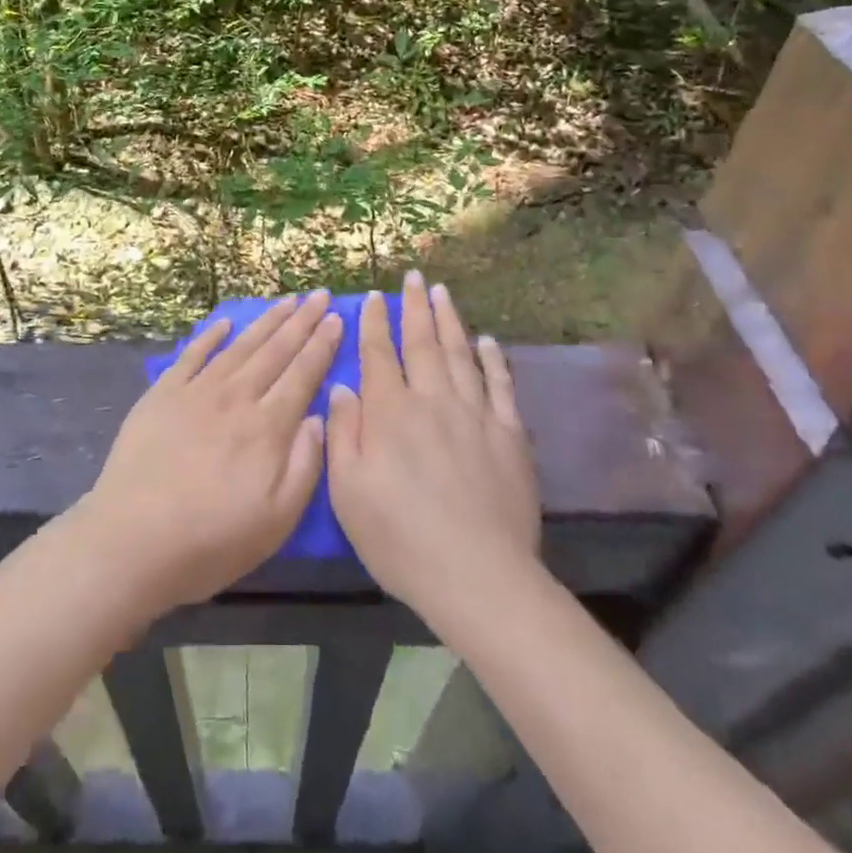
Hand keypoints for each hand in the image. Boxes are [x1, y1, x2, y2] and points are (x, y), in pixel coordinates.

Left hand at [76, 292, 340, 617]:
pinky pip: (193, 355)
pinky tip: (224, 323)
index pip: (303, 374)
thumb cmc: (211, 540)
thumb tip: (320, 416)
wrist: (132, 540)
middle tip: (320, 294)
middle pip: (275, 350)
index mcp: (268, 427)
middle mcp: (237, 397)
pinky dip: (210, 336)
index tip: (337, 318)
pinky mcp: (163, 394)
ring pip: (240, 346)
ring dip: (266, 321)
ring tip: (286, 301)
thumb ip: (306, 465)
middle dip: (301, 320)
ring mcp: (197, 391)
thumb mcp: (277, 520)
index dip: (322, 345)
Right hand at [327, 272, 540, 618]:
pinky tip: (487, 341)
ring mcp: (475, 414)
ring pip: (460, 354)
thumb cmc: (400, 539)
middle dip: (416, 307)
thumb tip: (342, 386)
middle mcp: (432, 401)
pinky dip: (493, 360)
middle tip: (415, 276)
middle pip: (422, 343)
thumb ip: (342, 433)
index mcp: (390, 413)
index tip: (375, 297)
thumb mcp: (349, 492)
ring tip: (444, 292)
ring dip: (450, 320)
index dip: (376, 323)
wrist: (478, 576)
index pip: (380, 355)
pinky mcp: (510, 434)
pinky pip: (501, 385)